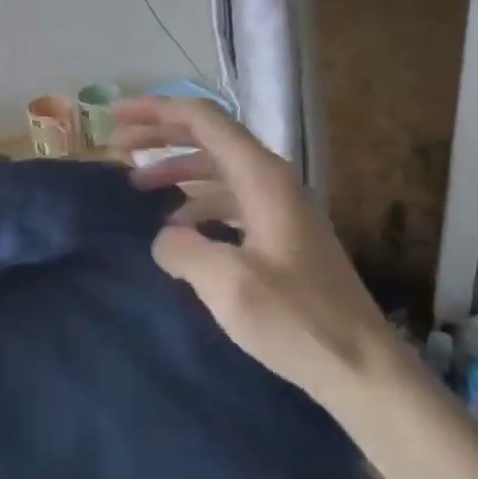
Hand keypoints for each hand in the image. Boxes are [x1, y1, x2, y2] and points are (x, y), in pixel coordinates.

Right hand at [115, 97, 399, 409]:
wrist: (362, 367)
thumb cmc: (296, 320)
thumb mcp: (228, 283)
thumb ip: (182, 249)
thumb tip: (163, 237)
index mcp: (262, 177)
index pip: (203, 120)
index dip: (156, 111)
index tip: (115, 116)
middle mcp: (272, 180)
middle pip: (208, 139)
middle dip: (160, 136)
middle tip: (117, 144)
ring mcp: (279, 208)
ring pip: (217, 171)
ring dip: (176, 170)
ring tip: (136, 186)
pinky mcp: (280, 235)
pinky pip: (228, 201)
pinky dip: (195, 203)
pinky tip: (176, 227)